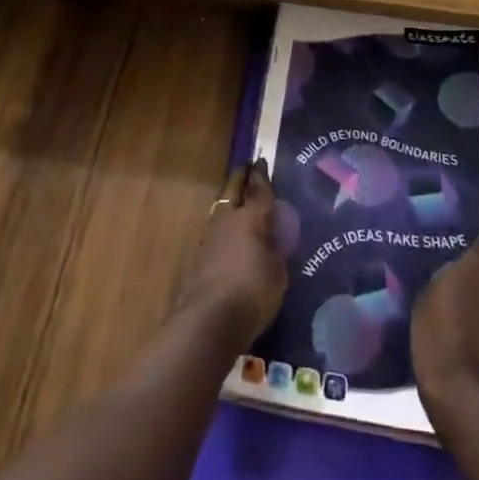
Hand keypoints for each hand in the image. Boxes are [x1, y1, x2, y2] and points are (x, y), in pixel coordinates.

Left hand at [176, 159, 286, 348]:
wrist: (210, 319)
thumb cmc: (253, 291)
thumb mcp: (277, 273)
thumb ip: (276, 252)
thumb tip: (273, 241)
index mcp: (251, 217)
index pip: (259, 189)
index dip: (262, 175)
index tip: (261, 161)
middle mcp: (229, 218)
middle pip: (234, 189)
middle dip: (241, 176)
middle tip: (247, 167)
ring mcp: (211, 235)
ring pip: (221, 206)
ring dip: (229, 198)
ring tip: (237, 196)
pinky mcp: (200, 254)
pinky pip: (216, 227)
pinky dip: (224, 222)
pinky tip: (229, 230)